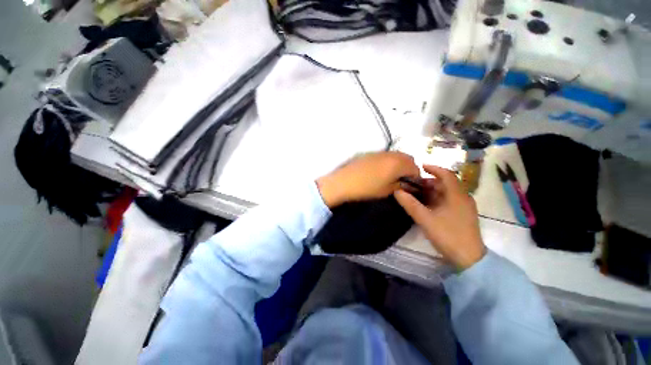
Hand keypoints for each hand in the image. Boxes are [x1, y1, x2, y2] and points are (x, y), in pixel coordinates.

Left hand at [317, 152, 419, 208]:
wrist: (344, 181)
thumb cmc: (367, 188)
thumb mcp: (387, 190)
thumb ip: (401, 186)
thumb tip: (409, 185)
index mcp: (398, 163)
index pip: (415, 168)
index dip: (416, 177)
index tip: (411, 186)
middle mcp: (391, 154)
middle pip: (408, 158)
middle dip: (409, 168)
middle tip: (403, 180)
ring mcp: (380, 152)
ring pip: (397, 155)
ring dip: (399, 164)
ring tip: (392, 176)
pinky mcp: (370, 153)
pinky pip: (386, 155)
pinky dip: (389, 161)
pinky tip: (381, 171)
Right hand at [394, 165, 485, 269]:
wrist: (468, 258)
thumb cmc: (447, 235)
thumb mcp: (425, 219)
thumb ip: (410, 204)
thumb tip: (396, 191)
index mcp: (457, 195)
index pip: (446, 175)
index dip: (434, 168)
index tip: (420, 166)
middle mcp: (462, 198)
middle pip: (444, 184)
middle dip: (428, 182)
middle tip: (412, 184)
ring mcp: (463, 207)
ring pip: (445, 193)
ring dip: (430, 191)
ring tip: (415, 193)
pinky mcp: (461, 215)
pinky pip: (447, 201)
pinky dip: (435, 199)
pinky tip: (424, 204)